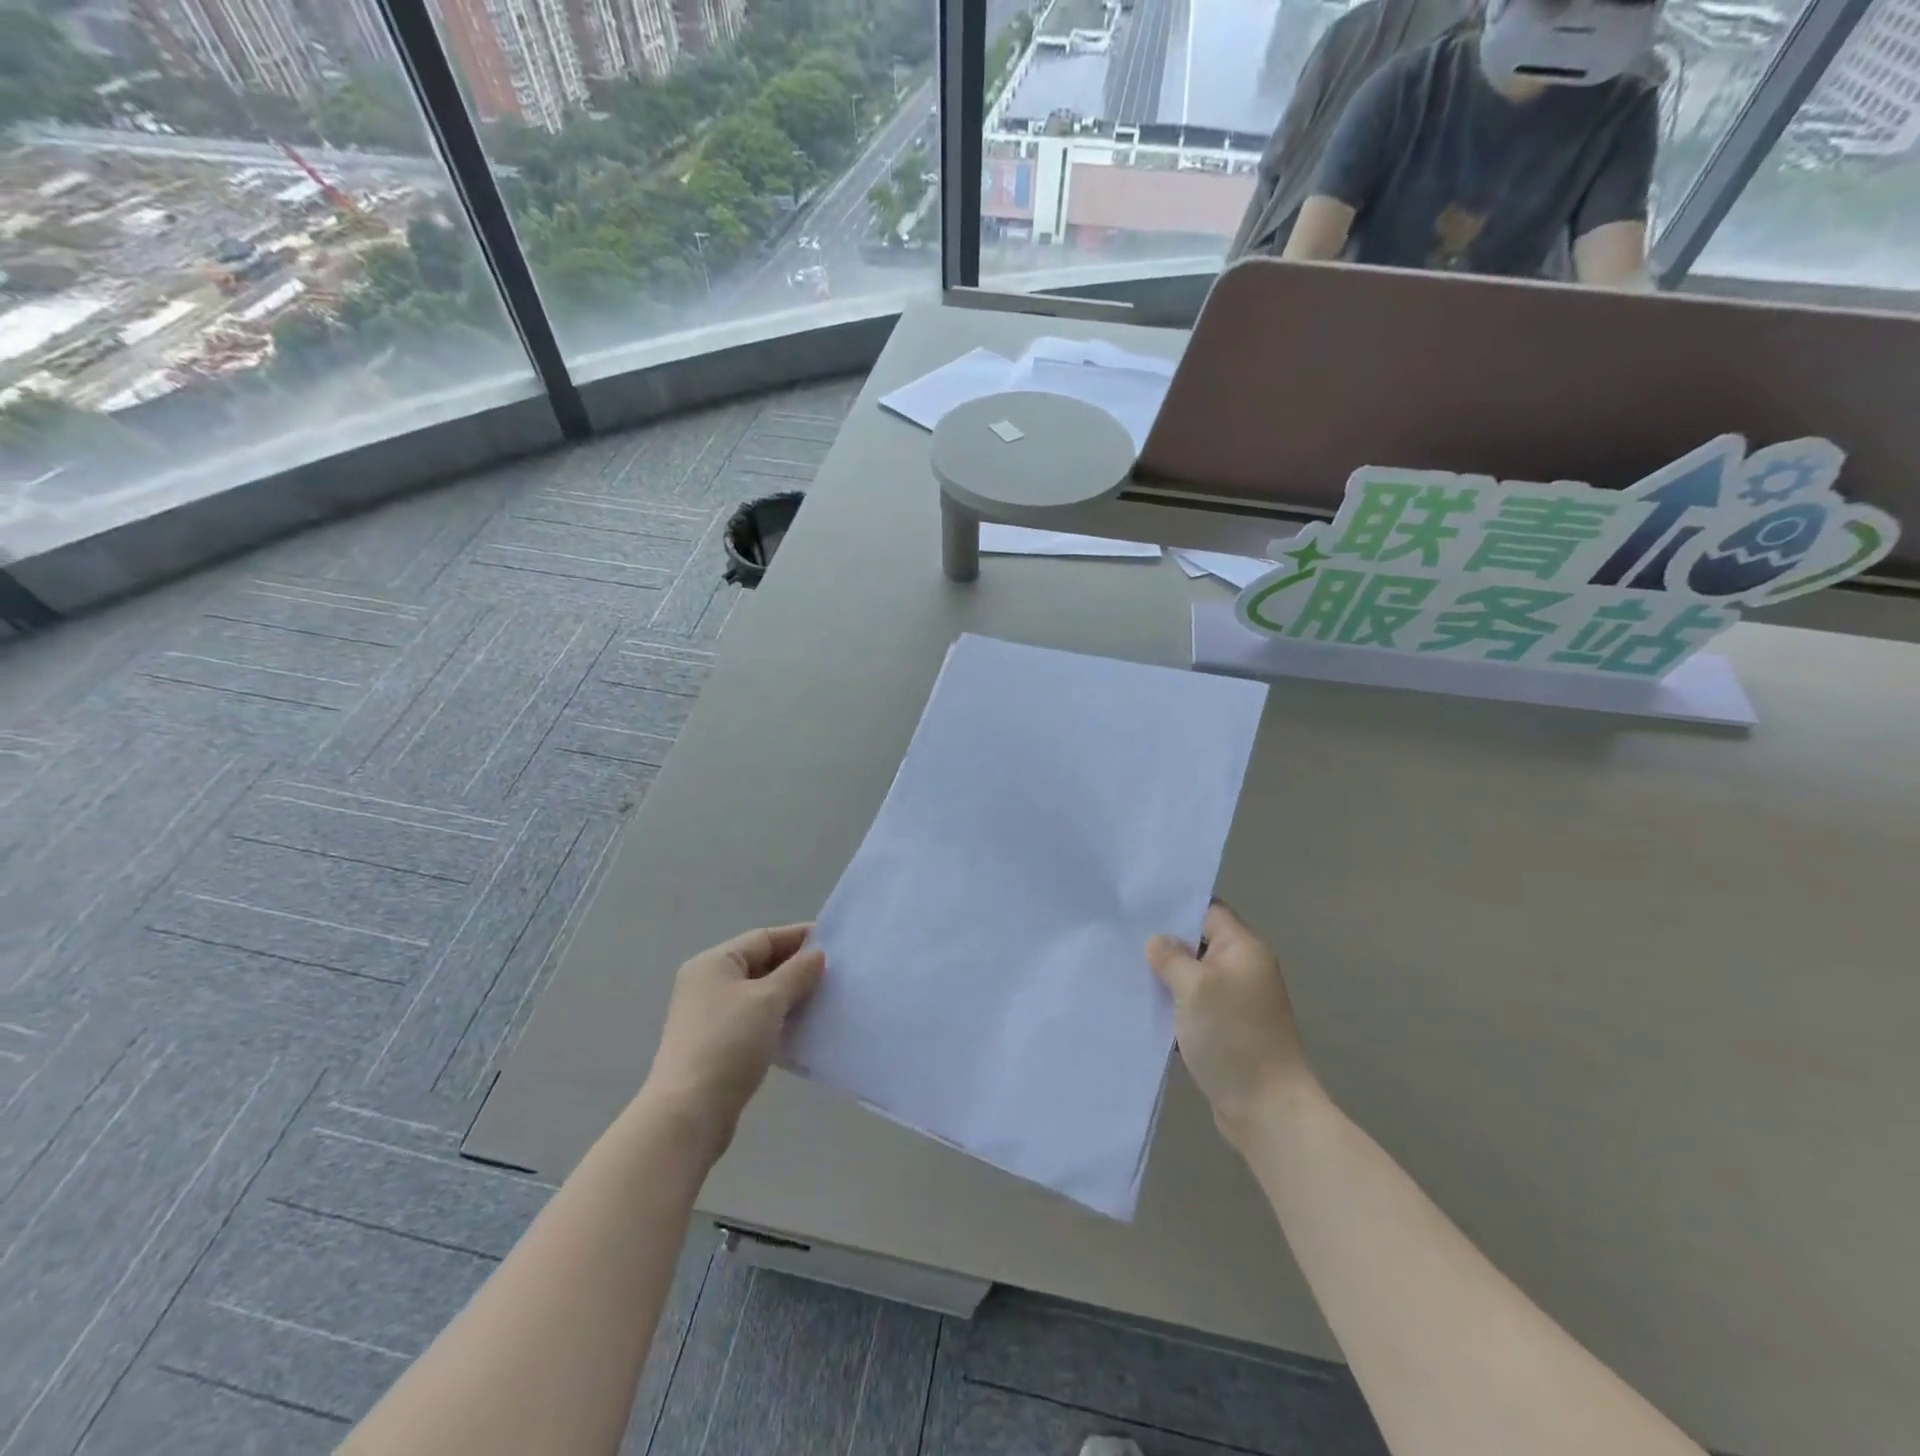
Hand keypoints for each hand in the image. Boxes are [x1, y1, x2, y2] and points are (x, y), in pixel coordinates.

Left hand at [642, 924, 824, 1158]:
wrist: (689, 1113)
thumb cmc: (729, 1043)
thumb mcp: (768, 1000)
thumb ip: (796, 973)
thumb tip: (816, 955)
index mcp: (714, 963)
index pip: (763, 938)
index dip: (799, 938)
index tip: (834, 943)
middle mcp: (707, 983)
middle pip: (760, 964)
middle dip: (796, 968)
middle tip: (834, 974)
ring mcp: (709, 1016)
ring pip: (758, 994)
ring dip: (789, 995)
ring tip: (823, 1000)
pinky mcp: (715, 1045)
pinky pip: (753, 1019)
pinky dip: (776, 1019)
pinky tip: (801, 1028)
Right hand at [1148, 902, 1319, 1146]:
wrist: (1267, 1109)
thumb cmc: (1232, 1037)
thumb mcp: (1194, 987)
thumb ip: (1172, 957)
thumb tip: (1158, 942)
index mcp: (1243, 949)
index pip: (1208, 911)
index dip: (1175, 907)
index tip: (1138, 908)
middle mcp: (1244, 969)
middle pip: (1199, 943)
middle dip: (1165, 944)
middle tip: (1123, 940)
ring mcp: (1237, 1002)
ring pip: (1194, 977)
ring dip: (1166, 978)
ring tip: (1126, 971)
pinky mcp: (1228, 1030)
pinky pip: (1196, 1006)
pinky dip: (1174, 1005)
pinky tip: (1144, 1007)